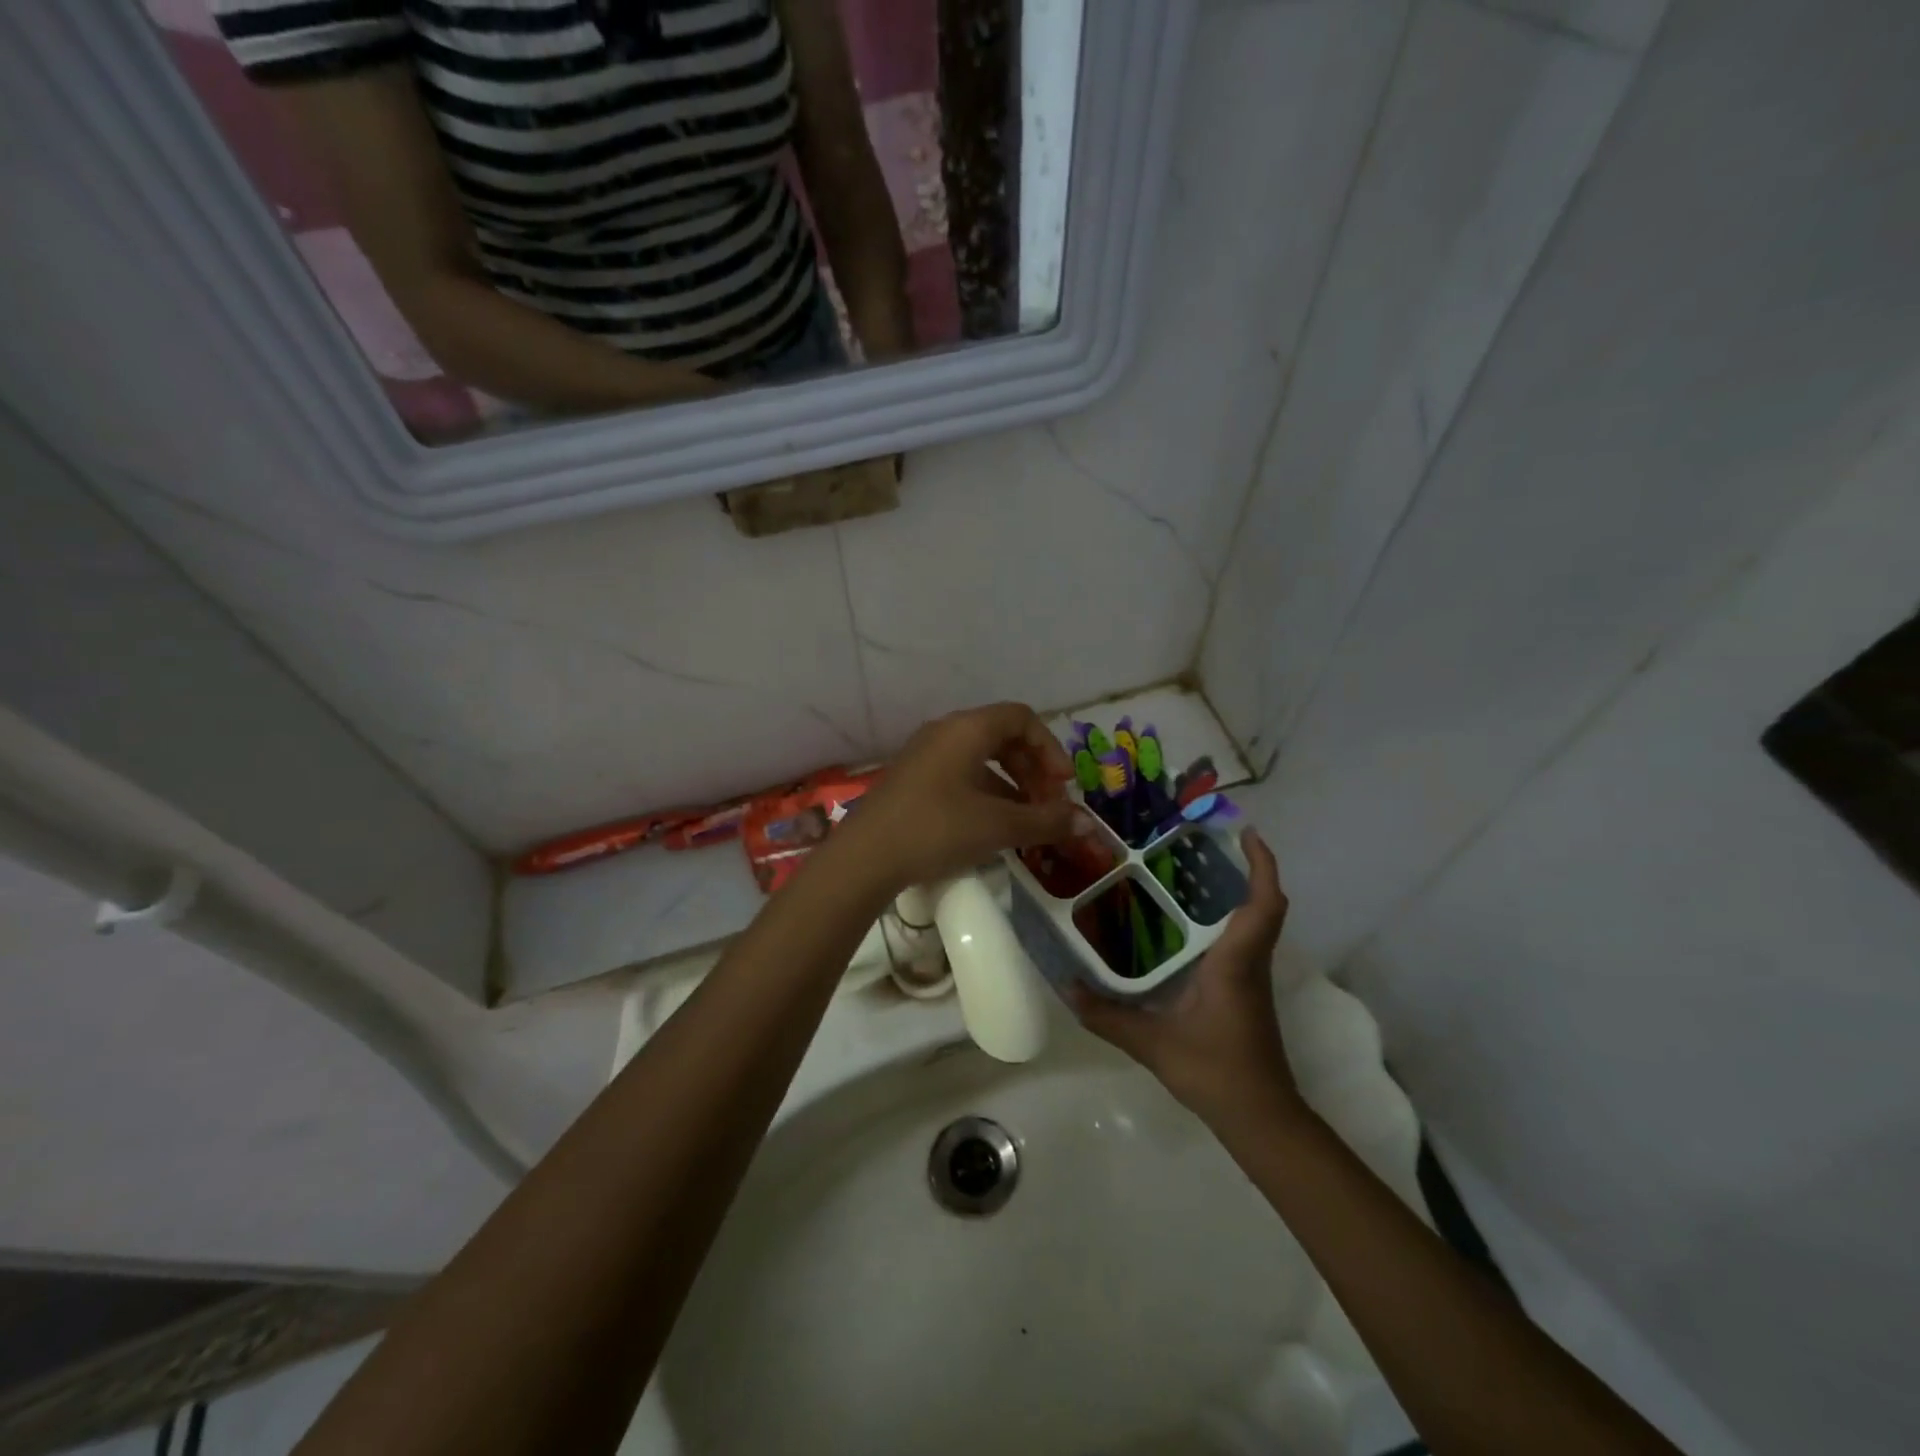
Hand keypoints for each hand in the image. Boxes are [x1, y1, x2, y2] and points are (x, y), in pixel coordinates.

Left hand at [838, 702, 1078, 892]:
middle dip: (1033, 769)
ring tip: (1027, 822)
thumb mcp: (997, 826)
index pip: (1022, 718)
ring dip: (1012, 786)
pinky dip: (986, 795)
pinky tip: (994, 829)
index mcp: (967, 729)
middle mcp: (945, 732)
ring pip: (982, 759)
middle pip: (1003, 736)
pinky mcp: (913, 781)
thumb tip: (1086, 825)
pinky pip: (961, 776)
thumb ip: (1045, 822)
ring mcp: (925, 756)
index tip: (1062, 785)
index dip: (1050, 748)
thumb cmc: (936, 828)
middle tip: (1048, 805)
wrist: (865, 857)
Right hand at [1072, 829, 1300, 1124]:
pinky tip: (1190, 923)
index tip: (1247, 832)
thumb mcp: (1153, 1044)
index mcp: (1235, 963)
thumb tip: (1067, 987)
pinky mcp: (1247, 991)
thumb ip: (1108, 1016)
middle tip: (1206, 843)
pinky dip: (1229, 919)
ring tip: (1193, 871)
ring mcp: (1252, 978)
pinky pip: (1245, 940)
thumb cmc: (1215, 1071)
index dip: (1262, 865)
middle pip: (1263, 905)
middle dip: (1246, 868)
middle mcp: (1250, 962)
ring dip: (1237, 892)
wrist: (1260, 1117)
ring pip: (1256, 922)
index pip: (1263, 904)